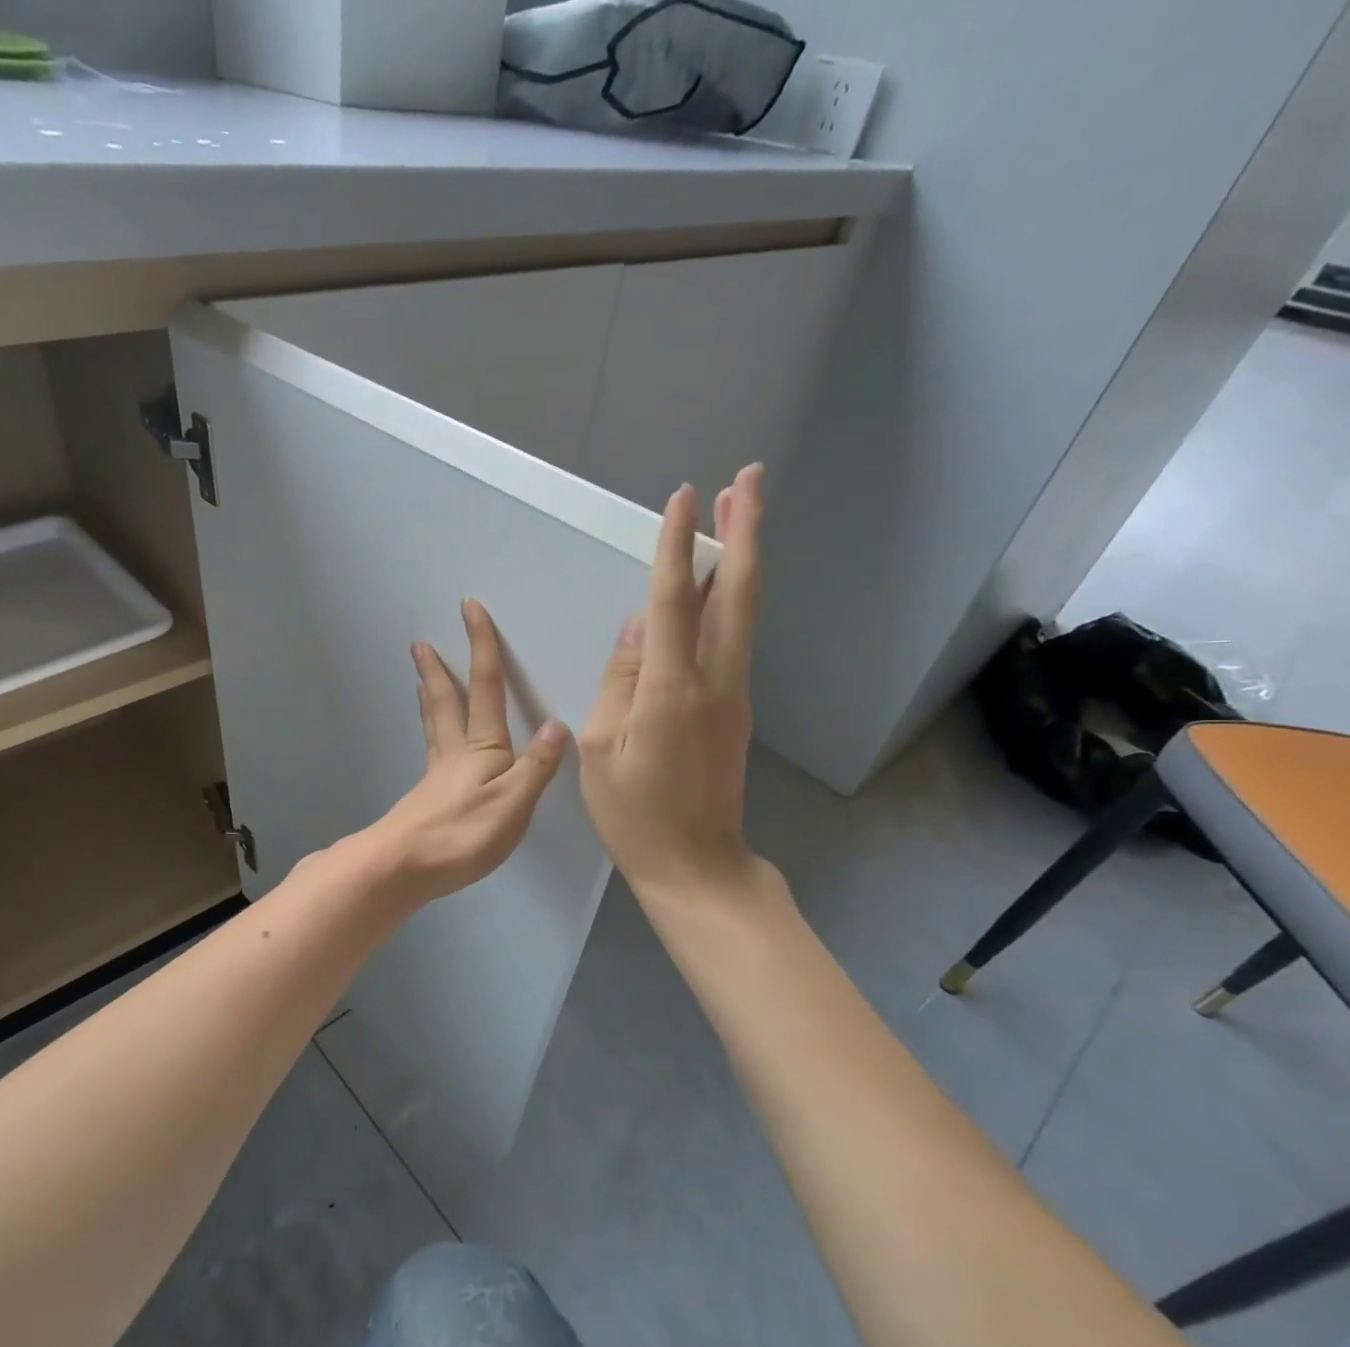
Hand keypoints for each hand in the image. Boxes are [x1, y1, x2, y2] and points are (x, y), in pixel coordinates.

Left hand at [360, 599, 569, 905]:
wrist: (405, 867)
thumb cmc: (463, 833)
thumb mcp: (514, 801)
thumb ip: (536, 766)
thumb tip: (558, 726)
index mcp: (482, 746)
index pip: (486, 686)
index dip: (481, 646)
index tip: (469, 608)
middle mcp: (456, 752)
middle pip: (446, 701)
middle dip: (438, 669)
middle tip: (420, 643)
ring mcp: (437, 775)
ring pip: (434, 725)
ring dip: (430, 697)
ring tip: (421, 680)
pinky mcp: (428, 798)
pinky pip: (432, 751)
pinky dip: (431, 733)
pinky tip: (435, 745)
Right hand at [579, 464, 767, 899]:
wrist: (695, 865)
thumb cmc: (635, 814)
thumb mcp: (601, 749)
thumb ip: (620, 680)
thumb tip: (640, 625)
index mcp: (673, 690)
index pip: (675, 601)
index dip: (678, 545)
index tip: (685, 496)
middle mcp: (715, 681)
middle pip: (737, 592)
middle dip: (745, 530)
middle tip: (748, 478)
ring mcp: (733, 694)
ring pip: (742, 612)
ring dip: (740, 559)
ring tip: (736, 513)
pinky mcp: (735, 709)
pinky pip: (732, 641)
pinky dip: (727, 599)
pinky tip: (713, 585)